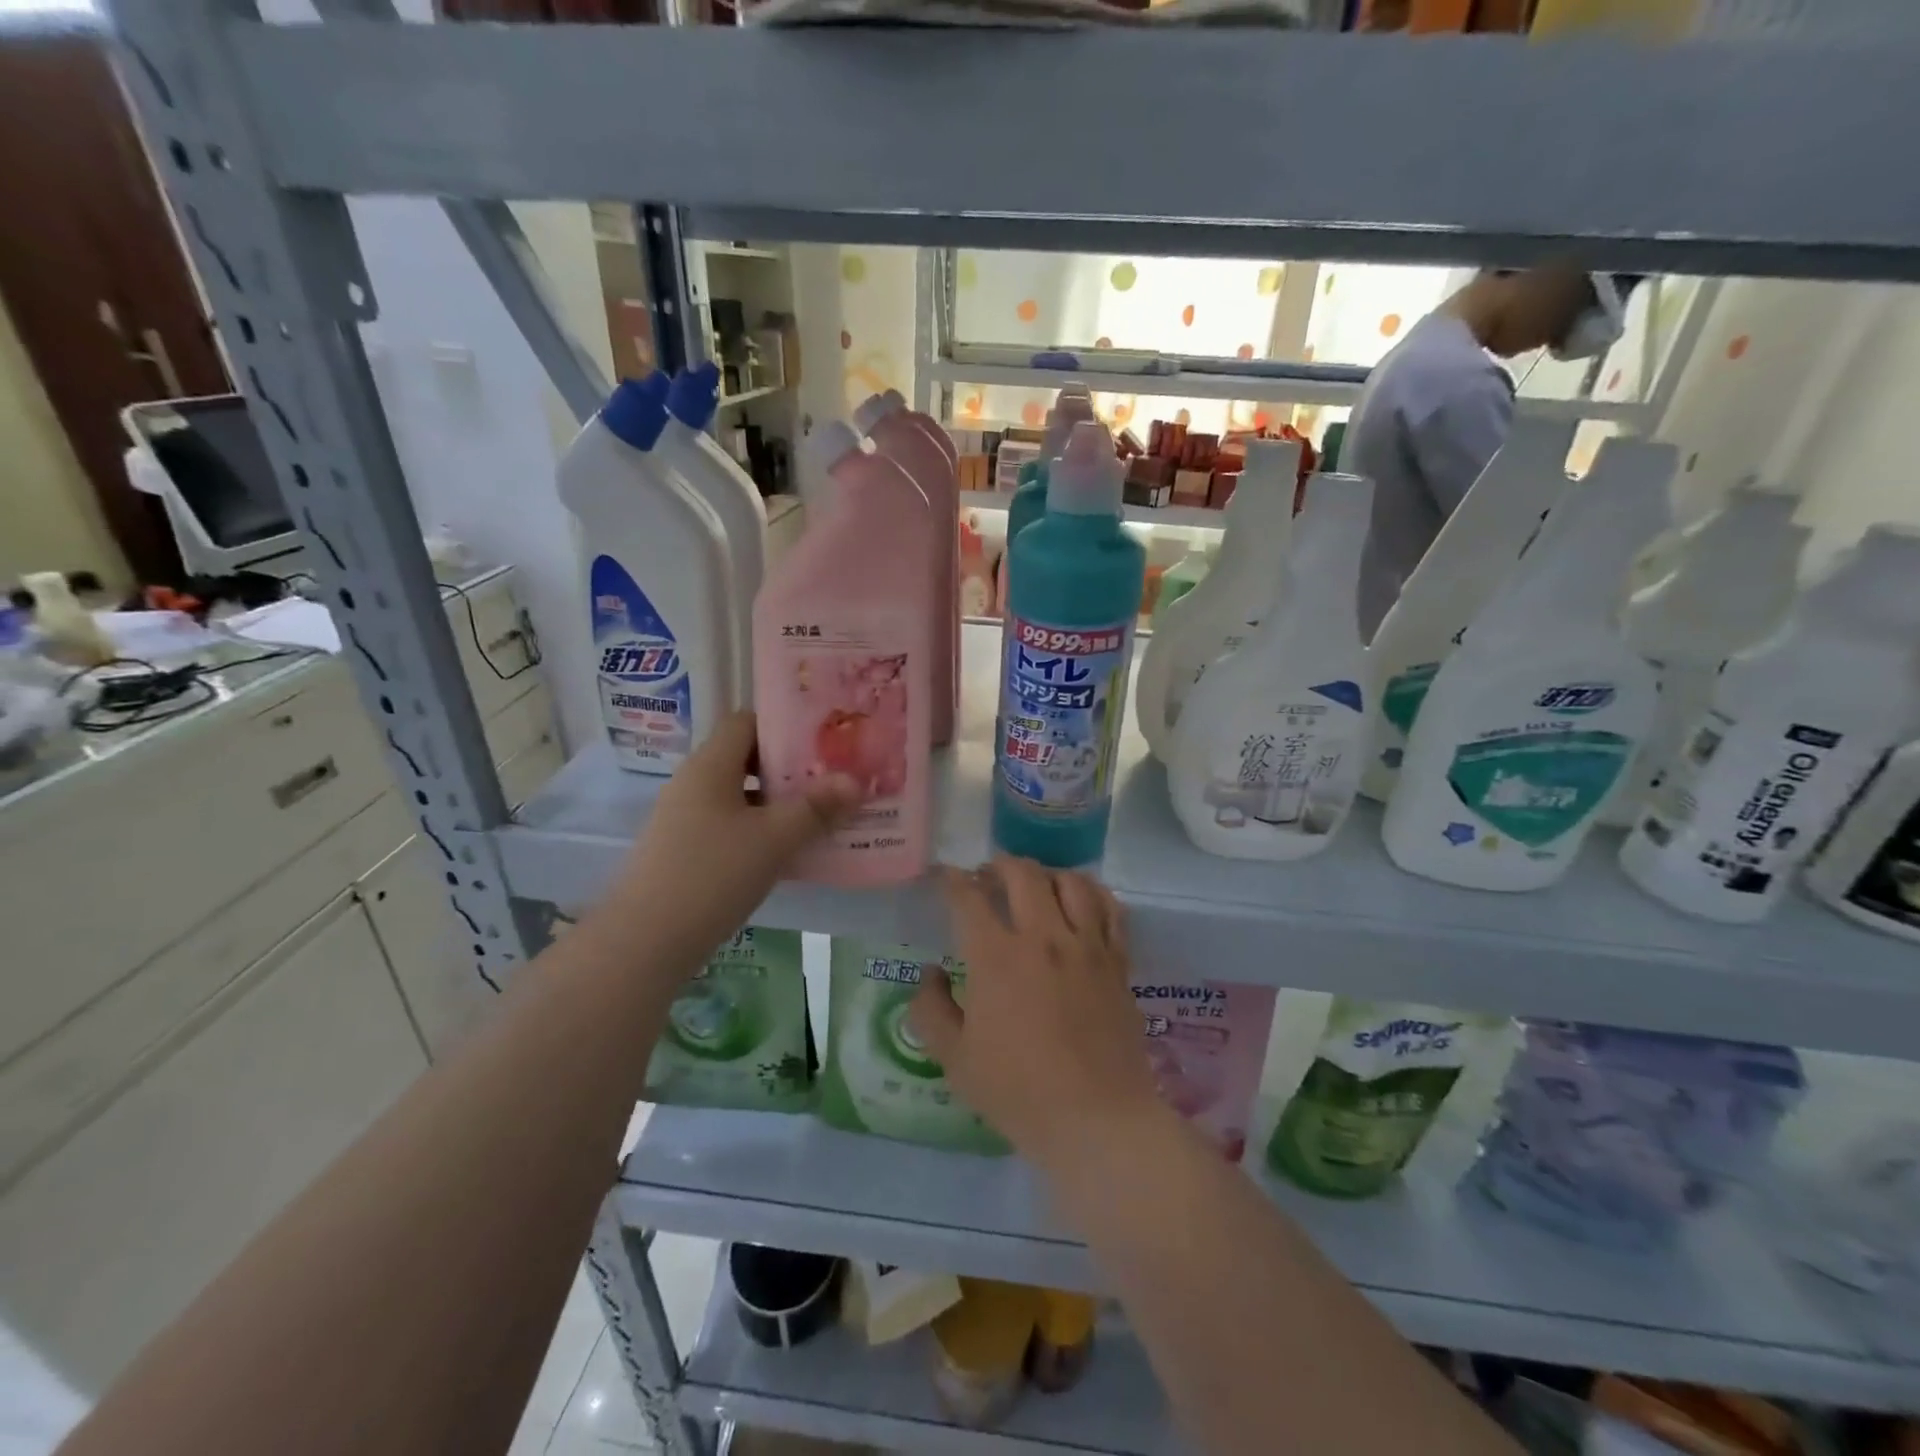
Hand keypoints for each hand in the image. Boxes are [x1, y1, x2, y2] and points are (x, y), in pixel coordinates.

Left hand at [601, 712, 859, 958]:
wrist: (645, 942)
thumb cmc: (712, 874)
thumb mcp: (774, 839)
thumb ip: (816, 808)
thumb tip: (855, 780)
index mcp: (710, 766)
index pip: (747, 722)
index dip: (784, 726)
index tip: (824, 740)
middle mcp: (695, 784)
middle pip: (747, 759)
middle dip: (792, 768)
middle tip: (834, 778)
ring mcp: (687, 819)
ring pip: (742, 796)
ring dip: (780, 803)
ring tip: (825, 814)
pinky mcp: (687, 851)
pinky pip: (732, 826)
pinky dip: (763, 830)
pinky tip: (793, 851)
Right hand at [908, 856, 1165, 1172]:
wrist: (1096, 1119)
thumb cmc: (1018, 1092)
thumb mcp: (955, 1059)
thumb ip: (931, 1010)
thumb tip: (930, 973)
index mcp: (996, 957)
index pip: (968, 897)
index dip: (951, 880)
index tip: (943, 877)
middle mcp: (1043, 937)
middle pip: (1022, 874)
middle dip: (998, 865)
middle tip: (987, 877)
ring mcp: (1086, 945)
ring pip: (1070, 881)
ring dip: (1046, 873)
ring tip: (1035, 884)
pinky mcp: (1118, 961)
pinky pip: (1110, 908)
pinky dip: (1092, 893)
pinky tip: (1082, 899)